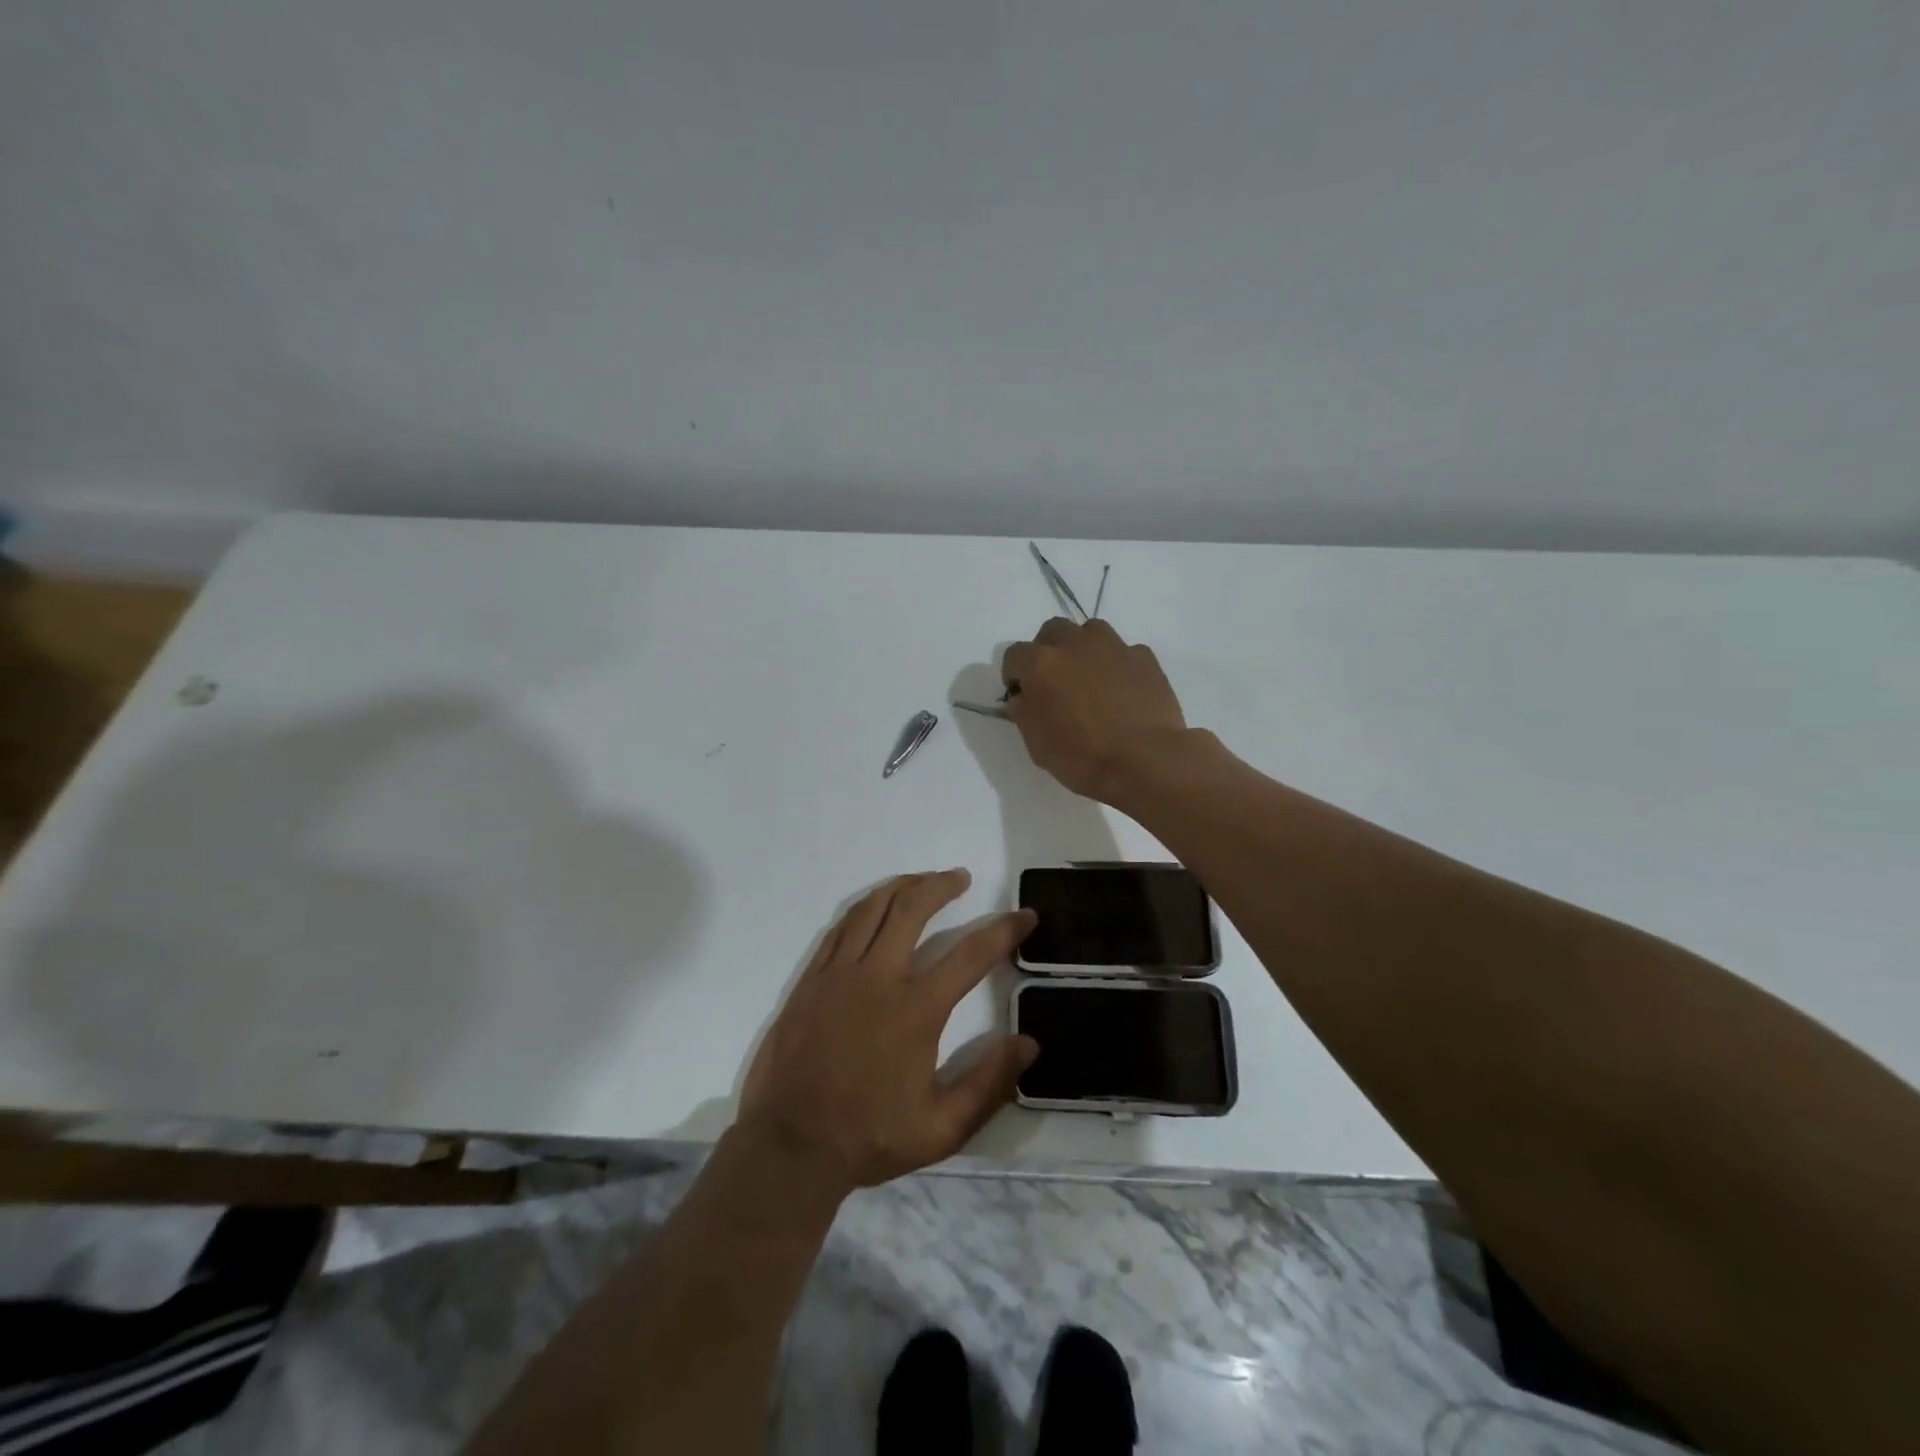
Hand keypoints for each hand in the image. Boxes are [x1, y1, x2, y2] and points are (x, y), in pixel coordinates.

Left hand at [737, 870, 1037, 1192]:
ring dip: (902, 886)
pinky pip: (840, 928)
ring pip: (872, 909)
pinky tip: (875, 908)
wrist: (789, 1146)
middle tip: (960, 877)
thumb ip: (988, 1085)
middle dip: (942, 886)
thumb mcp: (941, 1129)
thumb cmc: (869, 1137)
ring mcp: (839, 975)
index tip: (1026, 916)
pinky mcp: (811, 980)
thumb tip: (1029, 1044)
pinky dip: (864, 908)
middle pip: (912, 910)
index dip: (1004, 930)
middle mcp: (878, 979)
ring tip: (922, 880)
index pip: (970, 955)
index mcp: (915, 1011)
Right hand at [1001, 618, 1188, 802]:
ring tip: (1090, 678)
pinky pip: (1124, 651)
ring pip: (1090, 631)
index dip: (1014, 675)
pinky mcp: (1144, 657)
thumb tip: (1023, 698)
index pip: (1014, 655)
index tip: (1023, 695)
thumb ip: (1024, 713)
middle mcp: (1075, 644)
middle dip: (1048, 651)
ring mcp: (1113, 647)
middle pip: (1052, 631)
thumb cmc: (1083, 757)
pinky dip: (1118, 664)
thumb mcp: (1037, 744)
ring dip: (1084, 648)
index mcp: (1041, 664)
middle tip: (1055, 681)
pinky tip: (1123, 690)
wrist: (1145, 760)